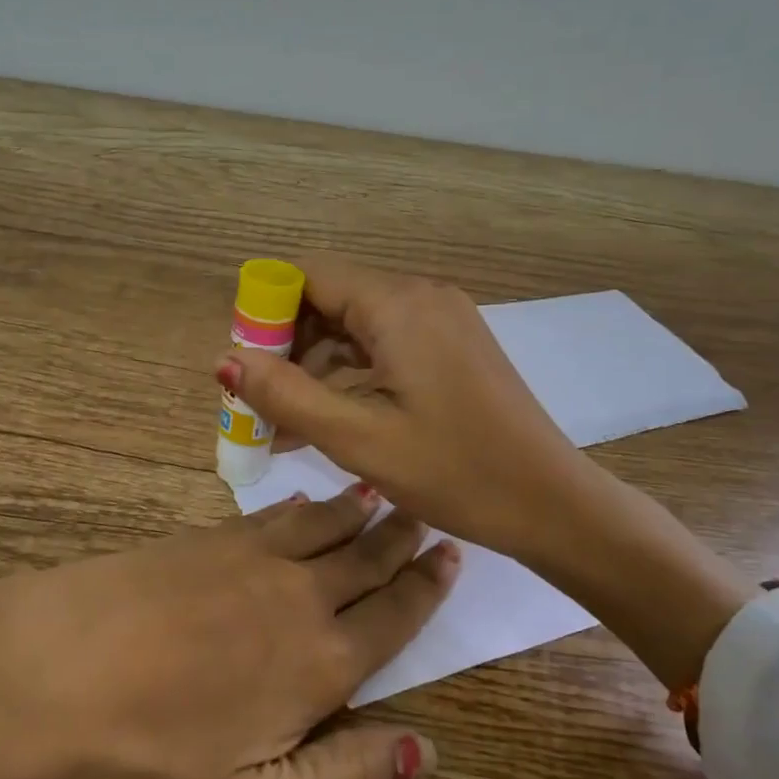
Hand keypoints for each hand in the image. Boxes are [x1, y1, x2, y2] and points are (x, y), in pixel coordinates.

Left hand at [0, 490, 458, 778]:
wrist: (41, 676)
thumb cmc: (142, 766)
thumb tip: (423, 748)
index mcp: (319, 664)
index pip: (392, 617)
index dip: (425, 589)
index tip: (450, 555)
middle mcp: (295, 597)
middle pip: (363, 560)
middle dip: (399, 538)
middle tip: (424, 513)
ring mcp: (243, 559)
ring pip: (319, 527)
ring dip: (354, 512)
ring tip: (379, 494)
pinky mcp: (197, 540)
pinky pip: (268, 516)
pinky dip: (298, 506)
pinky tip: (302, 502)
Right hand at [216, 257, 751, 693]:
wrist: (552, 503)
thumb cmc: (455, 472)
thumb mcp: (357, 439)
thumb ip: (285, 394)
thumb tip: (226, 358)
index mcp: (398, 305)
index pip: (309, 275)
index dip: (267, 312)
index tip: (246, 363)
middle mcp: (421, 296)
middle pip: (332, 297)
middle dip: (289, 344)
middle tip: (261, 400)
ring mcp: (443, 319)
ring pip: (358, 323)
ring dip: (318, 364)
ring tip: (288, 421)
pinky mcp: (454, 345)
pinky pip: (387, 342)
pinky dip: (353, 371)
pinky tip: (332, 416)